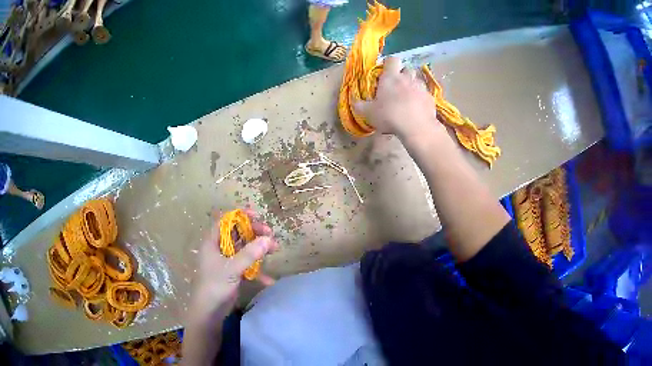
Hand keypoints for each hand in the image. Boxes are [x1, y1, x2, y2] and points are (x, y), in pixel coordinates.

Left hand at [187, 209, 277, 328]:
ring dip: (258, 249)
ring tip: (275, 249)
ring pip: (244, 249)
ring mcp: (226, 262)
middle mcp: (219, 249)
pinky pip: (246, 266)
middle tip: (270, 235)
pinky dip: (257, 270)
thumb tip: (269, 239)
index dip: (240, 215)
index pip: (225, 221)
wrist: (209, 311)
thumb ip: (250, 254)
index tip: (257, 215)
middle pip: (237, 233)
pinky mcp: (232, 273)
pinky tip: (269, 279)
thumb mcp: (232, 268)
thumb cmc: (215, 285)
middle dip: (254, 232)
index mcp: (213, 242)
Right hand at [354, 56, 441, 139]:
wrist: (417, 127)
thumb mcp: (369, 113)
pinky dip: (421, 99)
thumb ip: (360, 106)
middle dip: (403, 74)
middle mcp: (407, 78)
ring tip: (408, 98)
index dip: (389, 63)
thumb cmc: (390, 115)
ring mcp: (421, 87)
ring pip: (417, 81)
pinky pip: (425, 94)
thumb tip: (354, 101)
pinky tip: (417, 109)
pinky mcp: (431, 98)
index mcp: (391, 77)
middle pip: (407, 68)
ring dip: (413, 86)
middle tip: (397, 85)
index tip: (385, 71)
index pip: (392, 60)